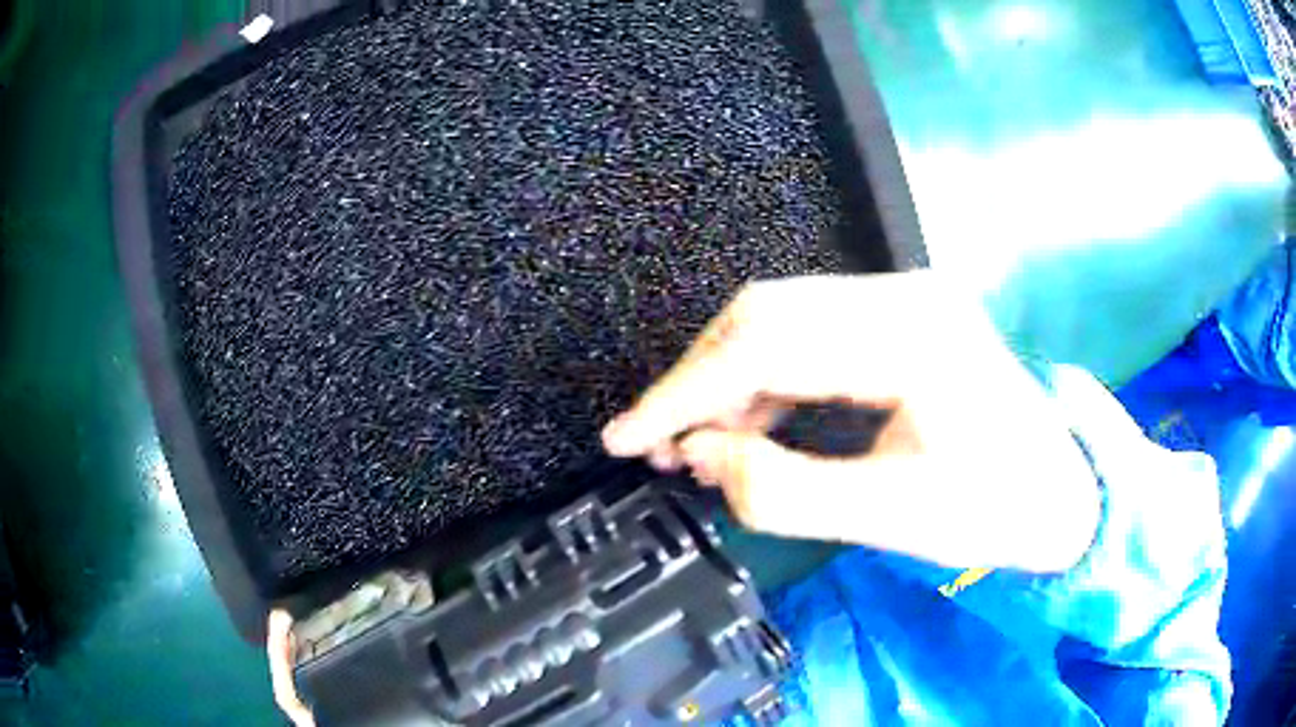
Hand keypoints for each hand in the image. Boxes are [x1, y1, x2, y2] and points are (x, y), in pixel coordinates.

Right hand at [601, 272, 1099, 572]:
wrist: (1060, 487)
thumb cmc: (996, 508)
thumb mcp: (894, 519)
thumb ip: (787, 492)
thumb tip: (701, 458)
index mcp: (913, 337)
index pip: (769, 344)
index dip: (684, 392)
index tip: (627, 436)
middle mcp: (904, 295)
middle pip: (766, 314)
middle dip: (698, 381)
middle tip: (658, 443)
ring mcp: (903, 298)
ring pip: (780, 319)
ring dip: (727, 379)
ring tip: (697, 443)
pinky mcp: (899, 317)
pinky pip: (809, 334)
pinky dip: (765, 379)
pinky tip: (751, 423)